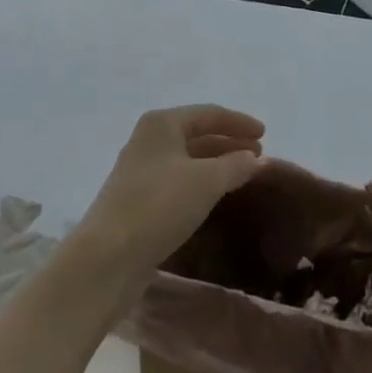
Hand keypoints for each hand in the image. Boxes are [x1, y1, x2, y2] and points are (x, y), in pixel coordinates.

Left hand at [70, 105, 264, 285]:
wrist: (106, 259)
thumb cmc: (159, 206)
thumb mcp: (206, 182)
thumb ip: (236, 165)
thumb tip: (257, 158)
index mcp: (162, 124)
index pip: (209, 113)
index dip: (239, 122)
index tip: (265, 133)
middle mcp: (149, 140)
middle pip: (197, 134)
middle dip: (229, 142)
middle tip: (258, 155)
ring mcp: (140, 171)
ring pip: (187, 159)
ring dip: (216, 163)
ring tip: (242, 174)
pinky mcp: (137, 200)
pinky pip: (178, 180)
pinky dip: (201, 183)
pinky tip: (214, 196)